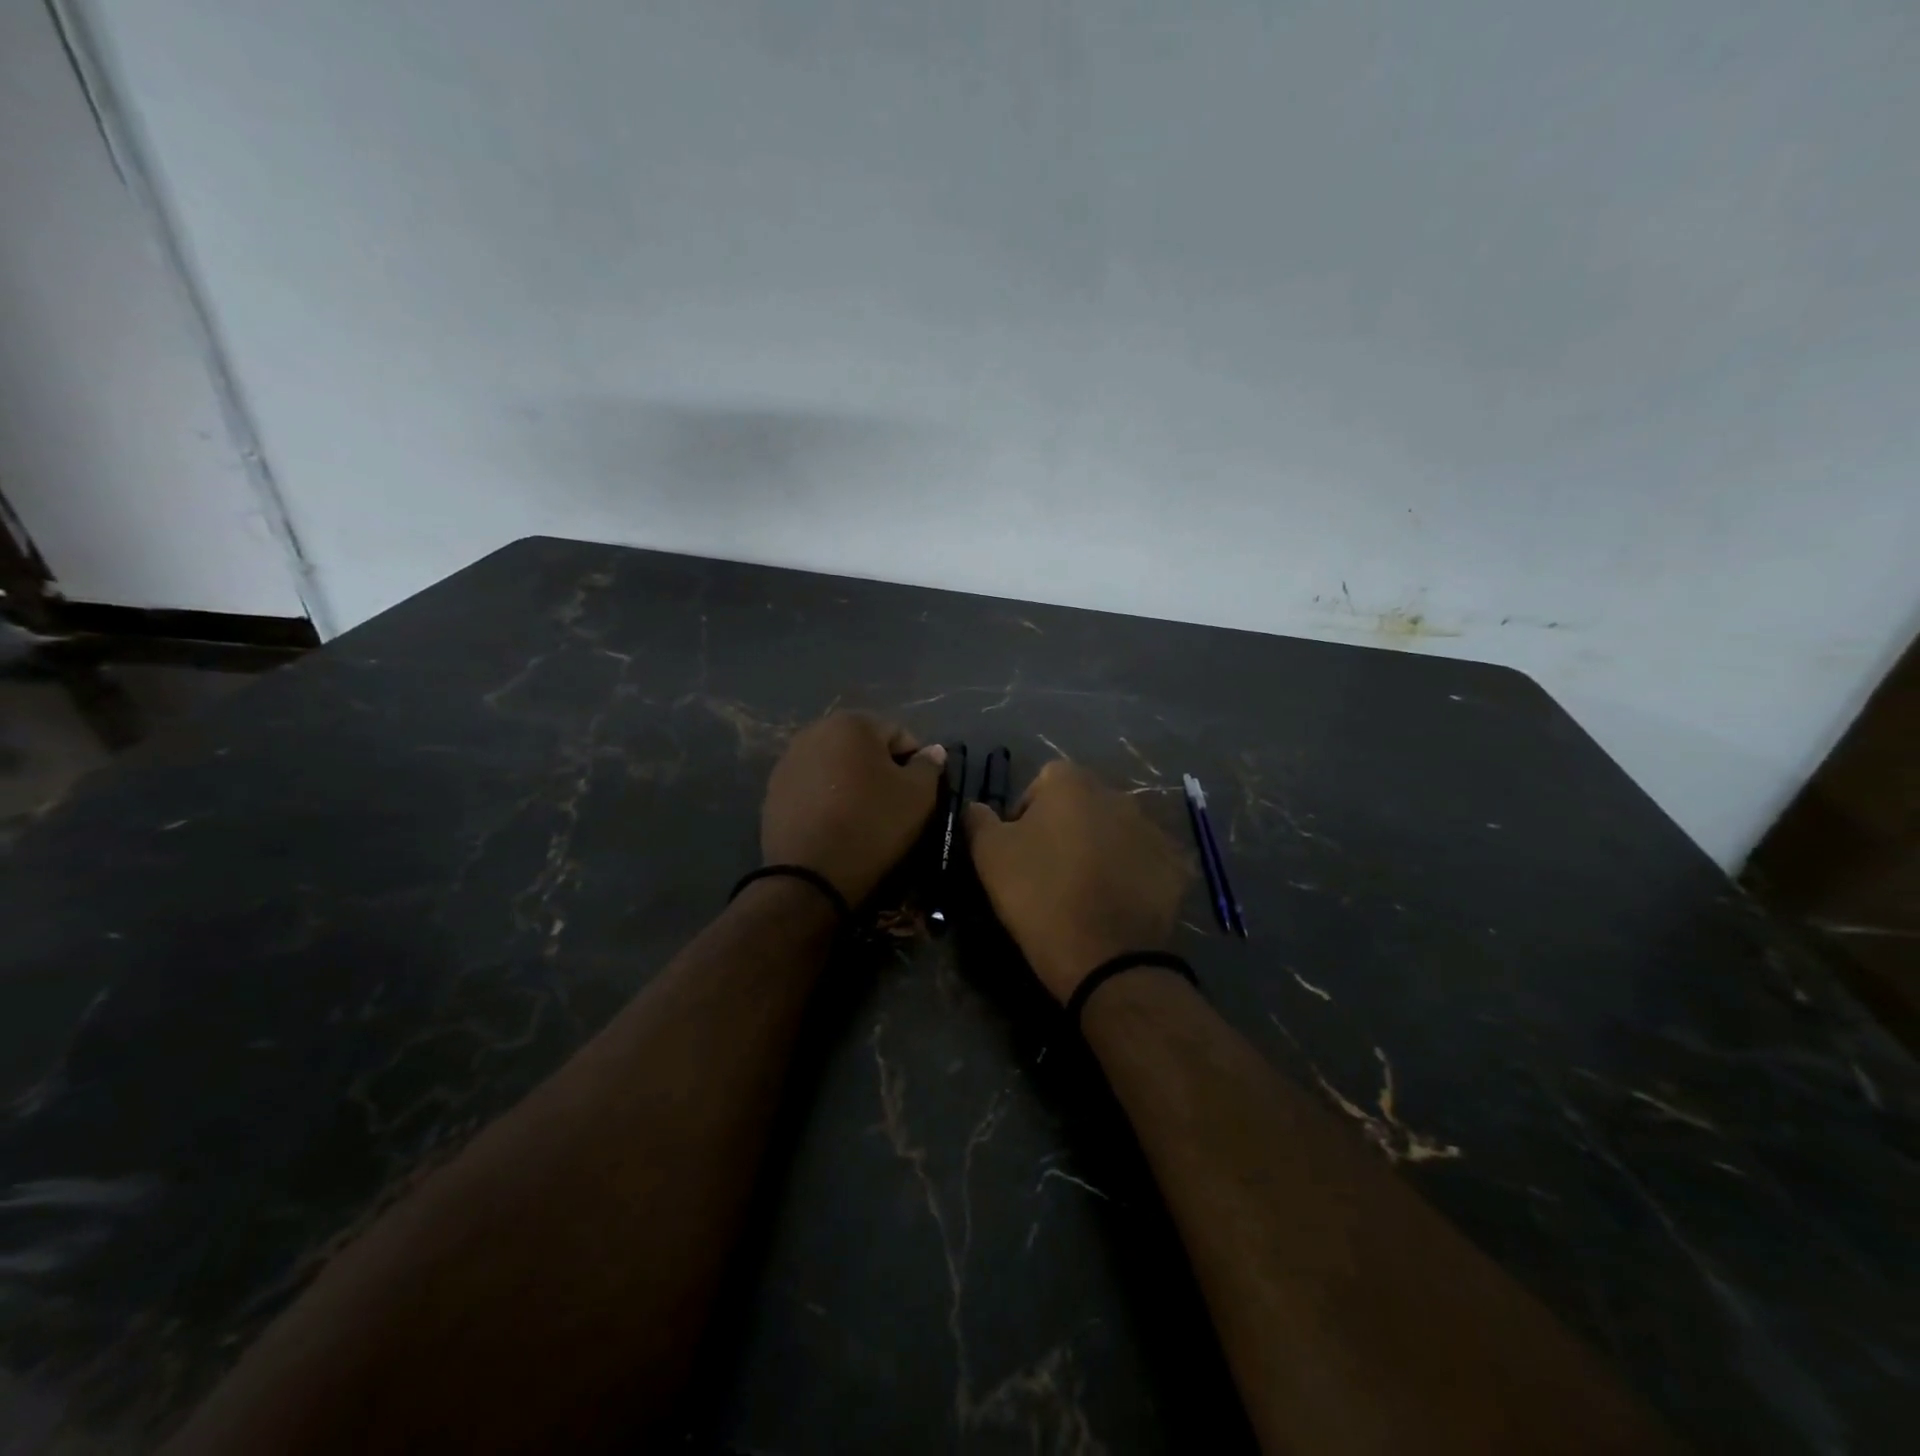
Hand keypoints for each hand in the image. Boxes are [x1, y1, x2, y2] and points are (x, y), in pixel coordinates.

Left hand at [762, 712, 945, 904]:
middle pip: (864, 747)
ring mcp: (788, 760)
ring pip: (836, 767)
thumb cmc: (872, 825)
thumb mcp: (918, 796)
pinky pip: (813, 787)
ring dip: (853, 783)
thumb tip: (932, 751)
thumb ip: (929, 766)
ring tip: (862, 817)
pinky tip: (835, 825)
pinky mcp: (773, 790)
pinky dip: (827, 799)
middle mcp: (815, 731)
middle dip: (880, 770)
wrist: (810, 876)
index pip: (899, 735)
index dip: (915, 764)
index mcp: (852, 723)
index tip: (918, 795)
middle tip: (892, 806)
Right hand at [964, 759, 1189, 1002]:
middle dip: (1067, 827)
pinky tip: (1118, 901)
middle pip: (1083, 803)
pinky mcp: (1176, 864)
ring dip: (1101, 846)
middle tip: (1051, 870)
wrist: (1103, 957)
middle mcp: (1118, 794)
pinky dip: (1134, 872)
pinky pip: (1146, 859)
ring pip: (1117, 829)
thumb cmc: (1038, 895)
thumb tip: (977, 806)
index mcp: (1072, 783)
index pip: (1043, 782)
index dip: (1026, 813)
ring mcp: (1152, 828)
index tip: (1020, 849)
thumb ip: (979, 819)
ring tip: (1087, 888)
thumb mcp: (989, 855)